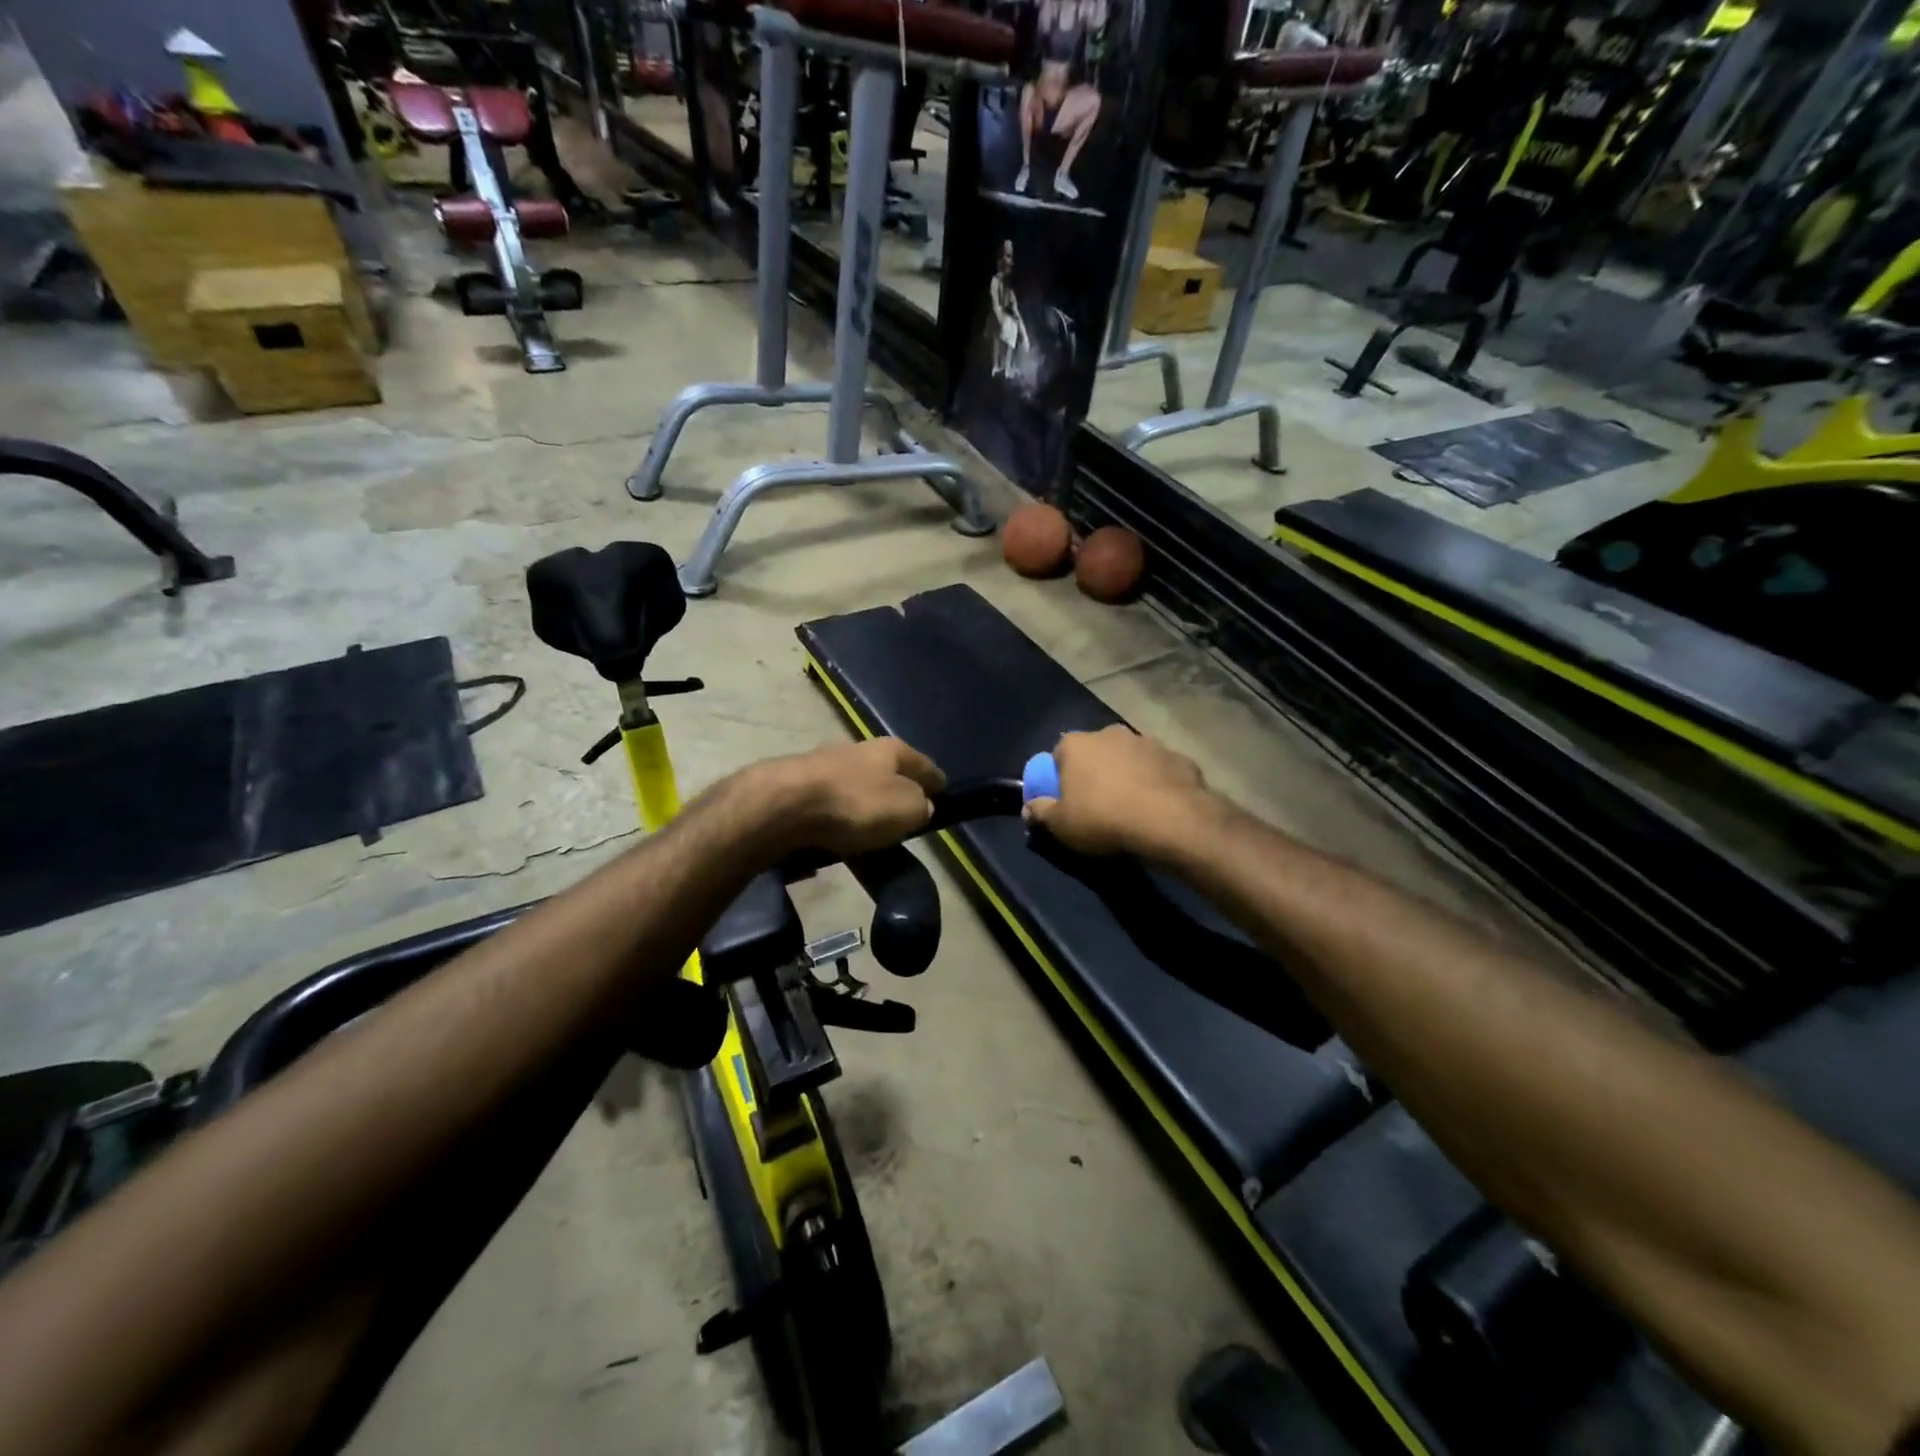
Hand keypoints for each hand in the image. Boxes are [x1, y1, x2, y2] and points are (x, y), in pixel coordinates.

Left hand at [758, 738, 946, 858]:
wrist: (783, 804)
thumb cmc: (855, 804)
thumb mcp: (906, 809)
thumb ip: (921, 807)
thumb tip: (921, 806)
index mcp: (891, 749)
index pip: (923, 764)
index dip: (936, 781)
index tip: (944, 793)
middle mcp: (859, 749)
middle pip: (887, 772)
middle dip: (897, 790)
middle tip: (906, 816)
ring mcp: (825, 765)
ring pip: (856, 786)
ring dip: (865, 806)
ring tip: (872, 834)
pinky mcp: (798, 785)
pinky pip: (831, 804)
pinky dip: (839, 818)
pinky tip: (840, 836)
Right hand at [1023, 725, 1214, 857]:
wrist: (1170, 820)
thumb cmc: (1103, 818)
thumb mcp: (1060, 824)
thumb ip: (1040, 812)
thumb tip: (1028, 808)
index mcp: (1077, 744)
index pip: (1059, 754)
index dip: (1061, 778)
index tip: (1067, 800)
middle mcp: (1111, 733)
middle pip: (1096, 752)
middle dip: (1096, 772)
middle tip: (1099, 804)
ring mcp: (1148, 742)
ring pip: (1130, 758)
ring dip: (1128, 775)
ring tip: (1132, 807)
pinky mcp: (1178, 757)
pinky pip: (1160, 770)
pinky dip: (1157, 783)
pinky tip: (1160, 808)